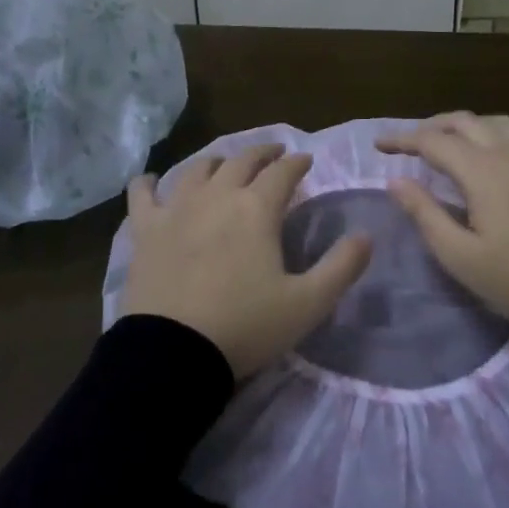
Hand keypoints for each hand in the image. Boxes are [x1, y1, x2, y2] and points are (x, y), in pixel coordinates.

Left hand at [121, 144, 372, 379]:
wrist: (173, 353)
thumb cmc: (245, 326)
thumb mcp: (308, 304)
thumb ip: (342, 266)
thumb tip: (366, 235)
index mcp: (256, 209)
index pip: (283, 172)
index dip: (297, 163)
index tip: (306, 160)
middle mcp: (217, 196)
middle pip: (241, 161)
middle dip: (263, 154)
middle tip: (274, 154)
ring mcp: (176, 209)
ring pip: (198, 169)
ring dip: (217, 162)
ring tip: (224, 165)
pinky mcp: (145, 229)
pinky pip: (142, 194)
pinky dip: (147, 183)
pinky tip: (149, 181)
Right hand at [377, 113, 508, 331]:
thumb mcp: (461, 256)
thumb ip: (425, 213)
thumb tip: (396, 181)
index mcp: (482, 169)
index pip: (432, 141)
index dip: (402, 140)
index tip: (380, 146)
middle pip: (465, 121)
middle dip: (433, 127)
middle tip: (412, 142)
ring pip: (500, 123)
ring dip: (471, 126)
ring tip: (457, 143)